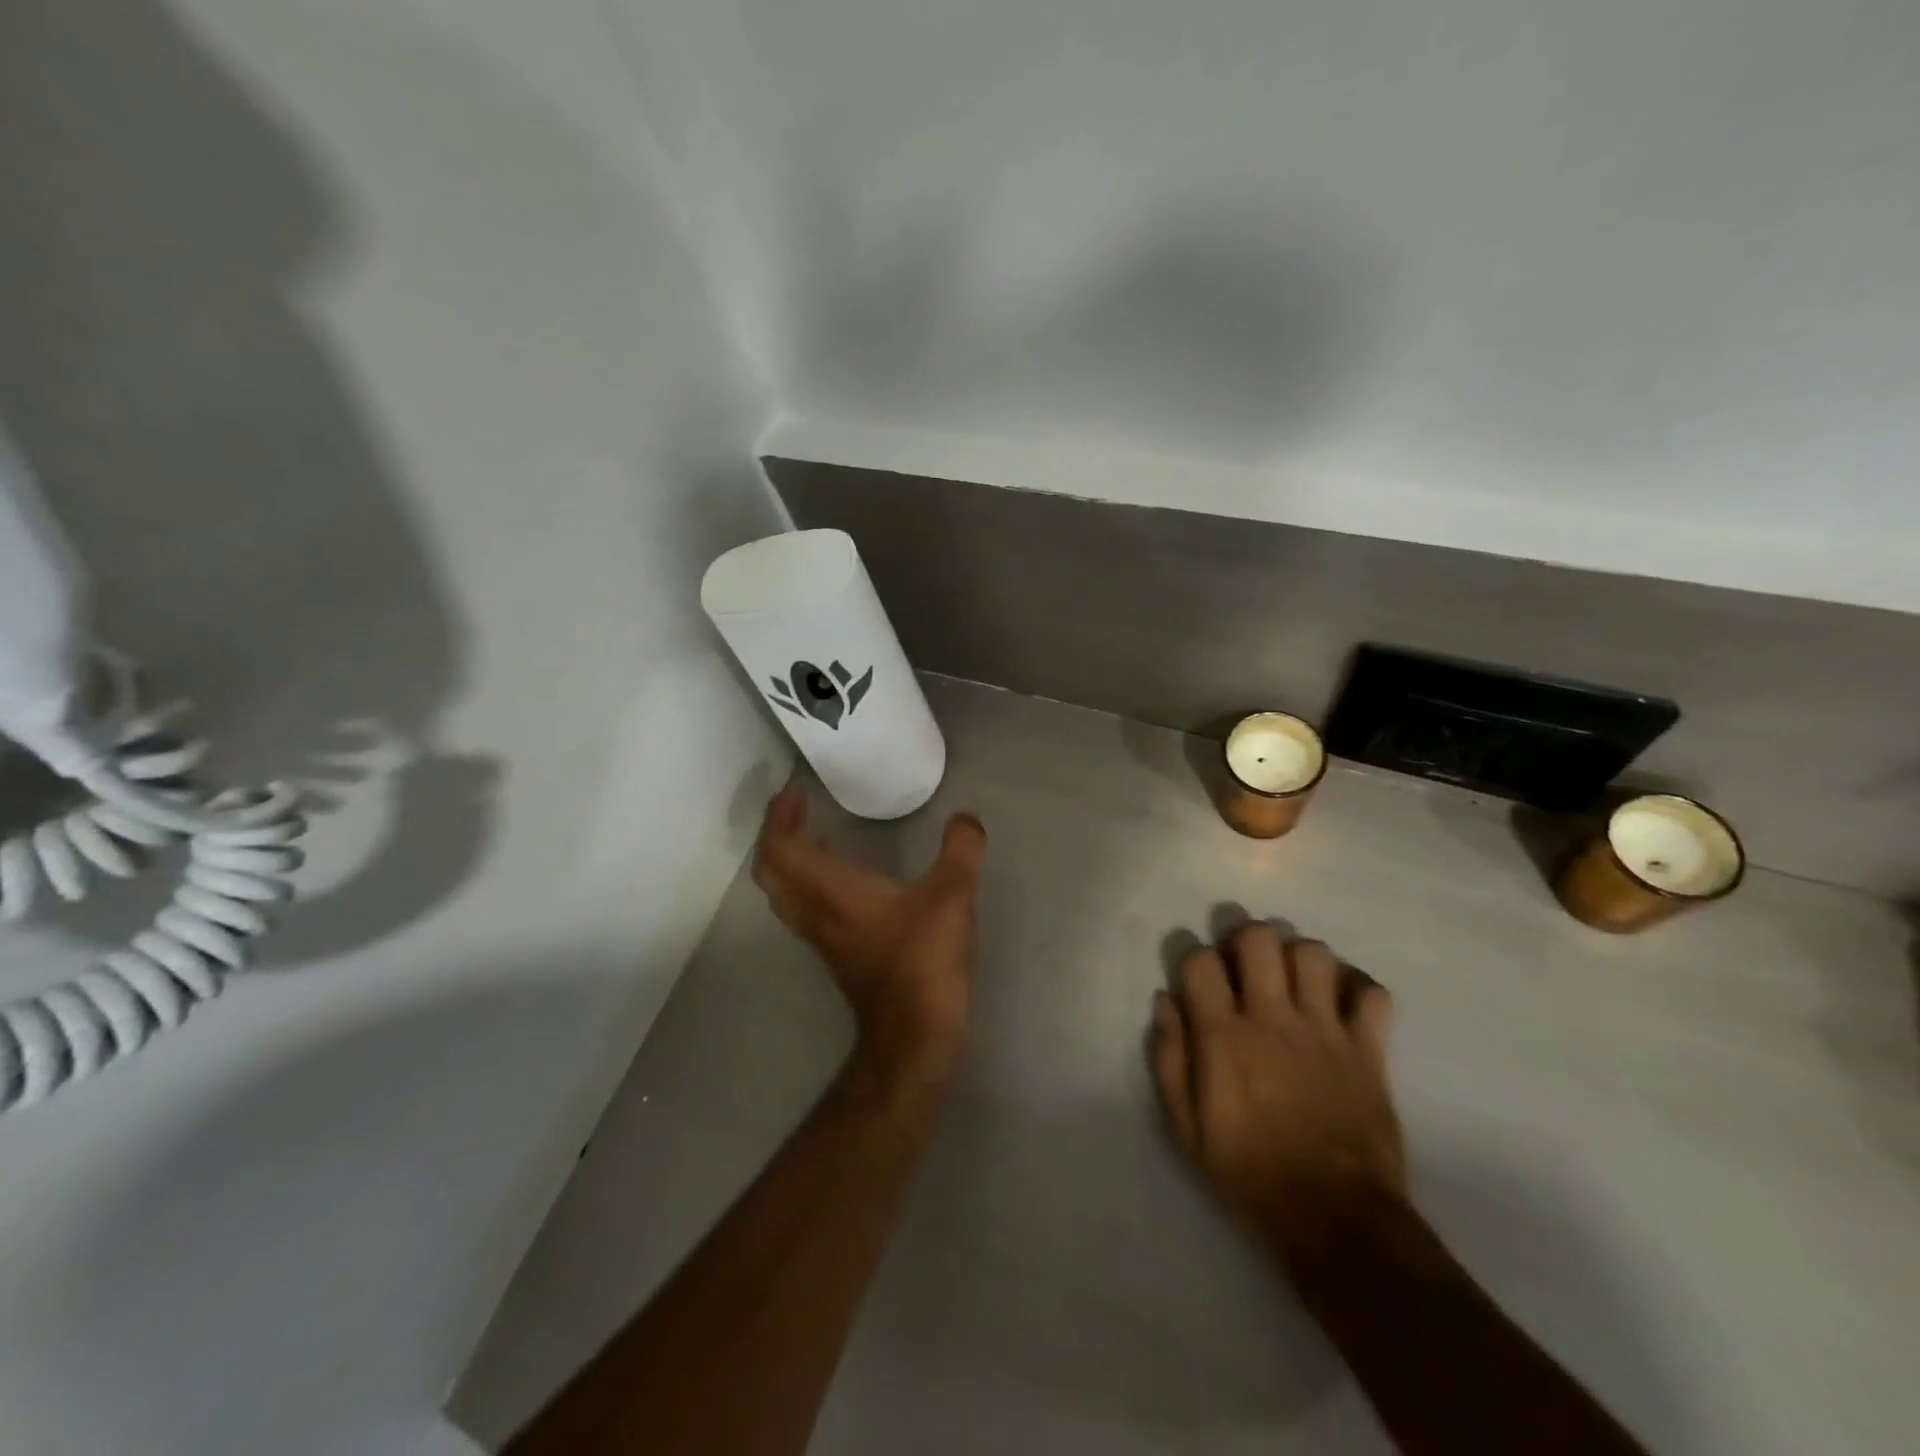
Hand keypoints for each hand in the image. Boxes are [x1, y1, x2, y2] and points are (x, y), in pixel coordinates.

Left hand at [754, 785, 987, 1091]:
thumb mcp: (951, 896)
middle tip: (799, 809)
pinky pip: (806, 909)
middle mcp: (816, 913)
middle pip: (772, 871)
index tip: (793, 792)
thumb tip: (966, 819)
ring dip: (791, 860)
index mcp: (830, 892)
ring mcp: (823, 938)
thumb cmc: (923, 960)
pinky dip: (811, 883)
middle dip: (778, 834)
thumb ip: (960, 851)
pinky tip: (846, 878)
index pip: (779, 849)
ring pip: (785, 893)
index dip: (777, 818)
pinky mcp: (838, 956)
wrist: (915, 1035)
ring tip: (815, 835)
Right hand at [1149, 923, 1404, 1255]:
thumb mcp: (1187, 1128)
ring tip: (1292, 982)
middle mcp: (1272, 1018)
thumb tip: (1165, 1002)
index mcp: (1224, 1035)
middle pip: (1260, 938)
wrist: (1336, 1219)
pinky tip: (1340, 1004)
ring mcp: (1325, 1029)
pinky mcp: (1368, 1048)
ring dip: (1298, 958)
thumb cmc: (1250, 1173)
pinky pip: (1371, 992)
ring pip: (1314, 953)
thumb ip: (1170, 1059)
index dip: (1196, 961)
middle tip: (1246, 967)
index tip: (1199, 983)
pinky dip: (1356, 988)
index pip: (1202, 960)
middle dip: (1247, 941)